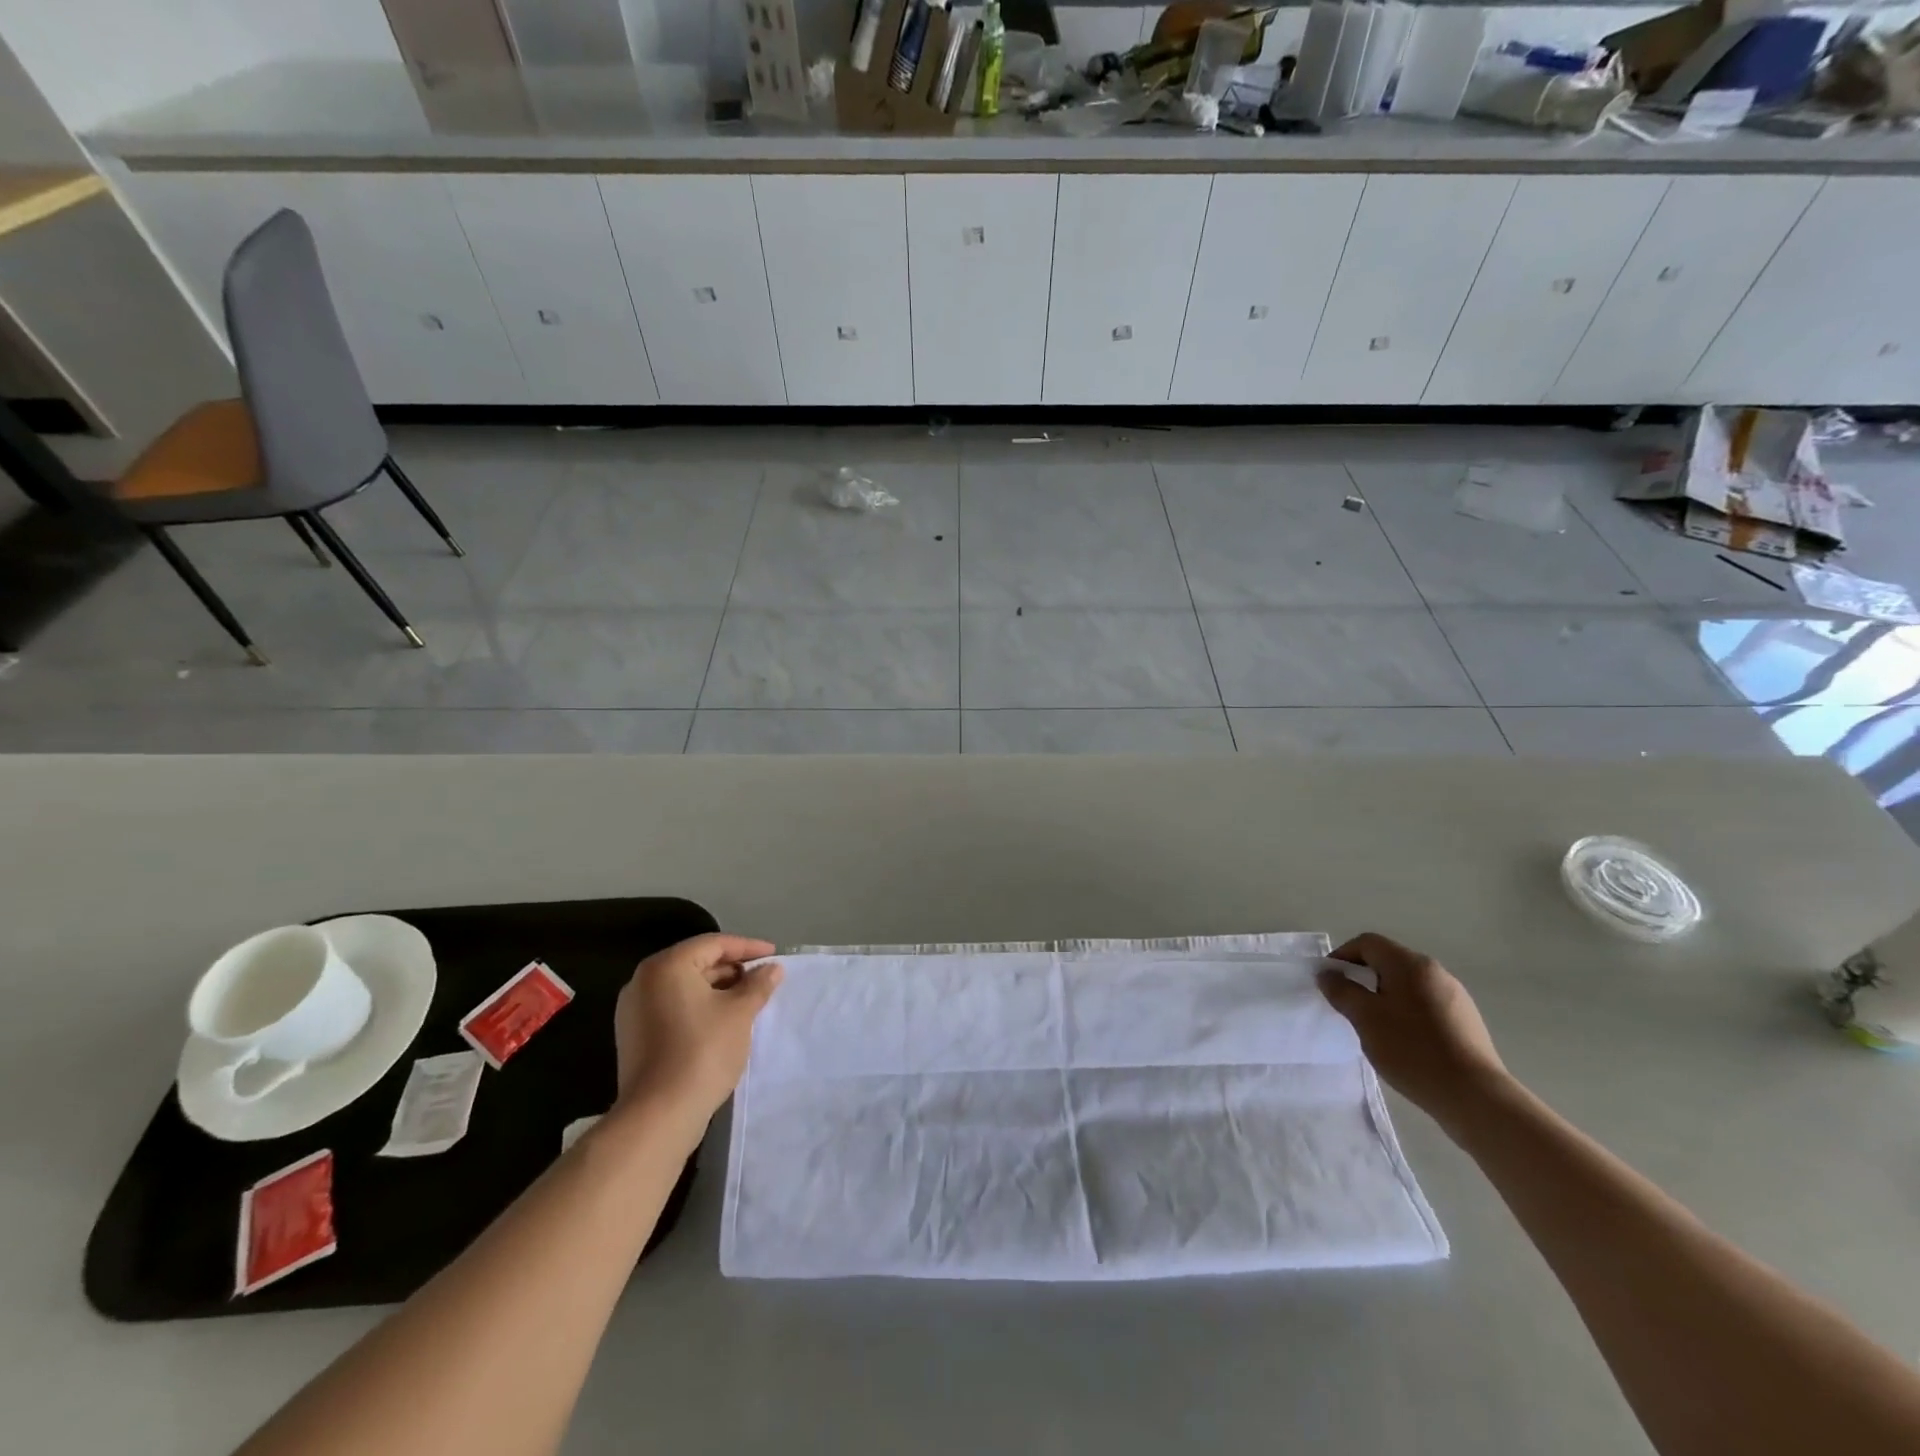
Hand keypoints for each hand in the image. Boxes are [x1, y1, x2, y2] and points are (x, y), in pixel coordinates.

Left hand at [614, 934, 783, 1126]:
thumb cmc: (702, 1051)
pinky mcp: (634, 1035)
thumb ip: (757, 985)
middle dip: (732, 969)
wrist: (658, 1115)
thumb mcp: (739, 1013)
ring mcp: (634, 1010)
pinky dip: (698, 1007)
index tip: (774, 955)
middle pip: (696, 962)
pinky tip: (722, 1021)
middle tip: (762, 979)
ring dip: (717, 989)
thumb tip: (772, 969)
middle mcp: (644, 981)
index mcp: (667, 966)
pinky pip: (672, 1007)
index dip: (748, 947)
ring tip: (748, 1000)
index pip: (713, 944)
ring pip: (684, 987)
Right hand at [1318, 932, 1509, 1127]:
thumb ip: (1341, 991)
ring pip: (1407, 984)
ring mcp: (1455, 996)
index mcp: (1410, 964)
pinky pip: (1425, 1004)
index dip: (1342, 956)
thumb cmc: (1412, 1050)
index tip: (1330, 983)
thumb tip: (1328, 974)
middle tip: (1349, 1006)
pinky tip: (1405, 1042)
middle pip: (1388, 961)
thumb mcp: (1365, 1019)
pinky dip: (1407, 1012)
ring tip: (1376, 1027)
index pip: (1367, 943)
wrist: (1475, 1097)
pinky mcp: (1466, 1020)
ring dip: (1385, 997)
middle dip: (1363, 978)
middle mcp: (1435, 971)